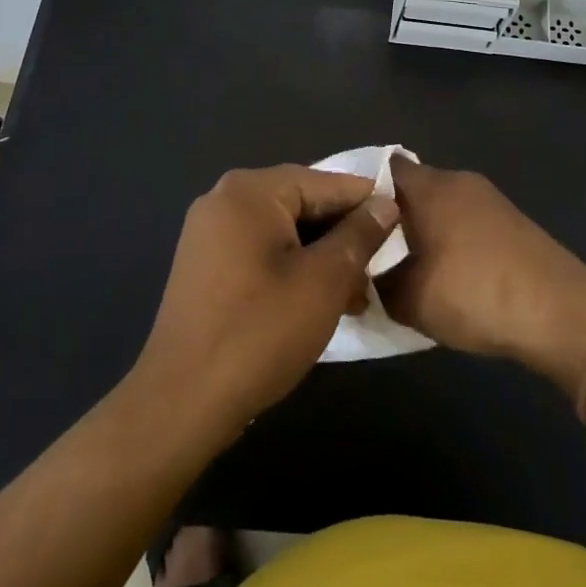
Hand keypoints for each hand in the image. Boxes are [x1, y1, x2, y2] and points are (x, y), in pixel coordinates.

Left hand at [132, 165, 399, 430]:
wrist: (181, 403)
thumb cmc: (260, 333)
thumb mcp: (324, 281)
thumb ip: (359, 235)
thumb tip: (385, 204)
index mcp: (250, 190)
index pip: (325, 183)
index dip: (368, 204)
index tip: (404, 227)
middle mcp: (225, 199)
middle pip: (303, 204)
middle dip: (344, 236)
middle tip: (379, 270)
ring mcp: (209, 233)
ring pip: (284, 232)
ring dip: (322, 258)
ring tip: (356, 296)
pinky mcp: (205, 266)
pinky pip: (261, 252)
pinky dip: (293, 269)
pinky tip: (319, 302)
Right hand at [379, 158, 585, 397]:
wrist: (561, 312)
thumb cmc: (475, 294)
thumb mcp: (410, 299)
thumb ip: (377, 284)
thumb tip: (365, 276)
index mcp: (430, 187)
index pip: (384, 169)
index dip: (362, 191)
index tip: (346, 220)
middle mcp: (459, 181)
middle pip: (413, 188)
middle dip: (392, 216)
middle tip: (371, 250)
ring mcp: (489, 199)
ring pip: (441, 206)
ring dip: (423, 230)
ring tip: (406, 267)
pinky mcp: (510, 221)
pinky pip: (465, 221)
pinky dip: (451, 240)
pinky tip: (447, 275)